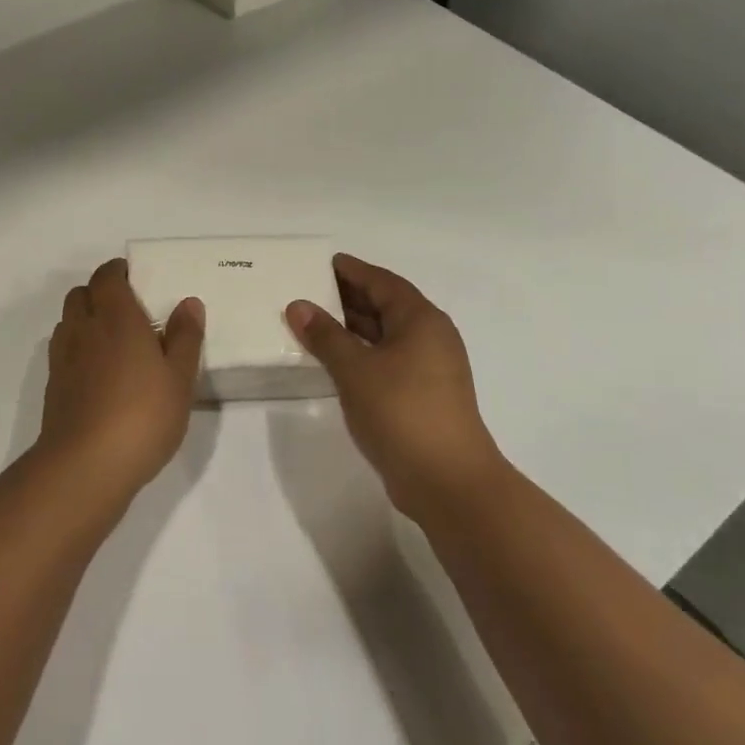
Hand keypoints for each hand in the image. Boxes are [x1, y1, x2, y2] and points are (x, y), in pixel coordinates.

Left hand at [36, 258, 204, 497]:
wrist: (86, 465)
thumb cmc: (142, 415)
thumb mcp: (179, 377)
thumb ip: (185, 337)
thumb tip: (188, 303)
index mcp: (116, 318)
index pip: (107, 277)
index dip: (118, 272)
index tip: (136, 278)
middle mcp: (84, 329)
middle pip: (81, 294)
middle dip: (100, 293)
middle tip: (128, 309)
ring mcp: (63, 358)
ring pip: (68, 321)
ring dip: (86, 319)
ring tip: (114, 340)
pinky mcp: (54, 386)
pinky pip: (64, 351)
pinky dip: (78, 349)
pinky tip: (100, 373)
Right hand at [286, 254, 501, 515]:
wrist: (447, 480)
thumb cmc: (402, 412)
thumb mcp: (355, 369)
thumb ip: (325, 335)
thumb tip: (298, 305)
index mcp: (421, 320)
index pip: (383, 282)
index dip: (353, 270)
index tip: (324, 263)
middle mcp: (431, 337)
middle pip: (387, 306)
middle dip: (349, 298)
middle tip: (310, 291)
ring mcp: (430, 369)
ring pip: (386, 336)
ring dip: (353, 328)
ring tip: (313, 323)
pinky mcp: (423, 396)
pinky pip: (387, 360)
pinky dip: (361, 354)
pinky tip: (335, 361)